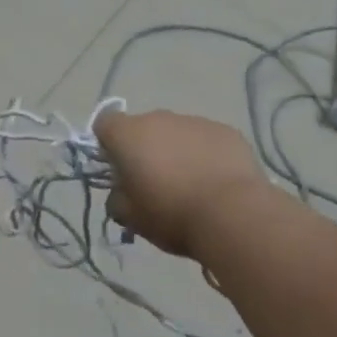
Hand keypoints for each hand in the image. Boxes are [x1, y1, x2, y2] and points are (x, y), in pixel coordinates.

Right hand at [93, 109, 266, 258]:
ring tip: (191, 185)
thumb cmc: (171, 215)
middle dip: (145, 149)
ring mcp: (195, 121)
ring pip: (176, 133)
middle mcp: (160, 118)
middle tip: (155, 183)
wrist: (232, 214)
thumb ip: (117, 198)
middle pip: (143, 128)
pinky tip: (216, 182)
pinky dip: (205, 154)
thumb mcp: (130, 217)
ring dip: (176, 151)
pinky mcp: (226, 131)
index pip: (104, 124)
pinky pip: (206, 139)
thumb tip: (122, 191)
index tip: (118, 170)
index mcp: (129, 135)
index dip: (107, 145)